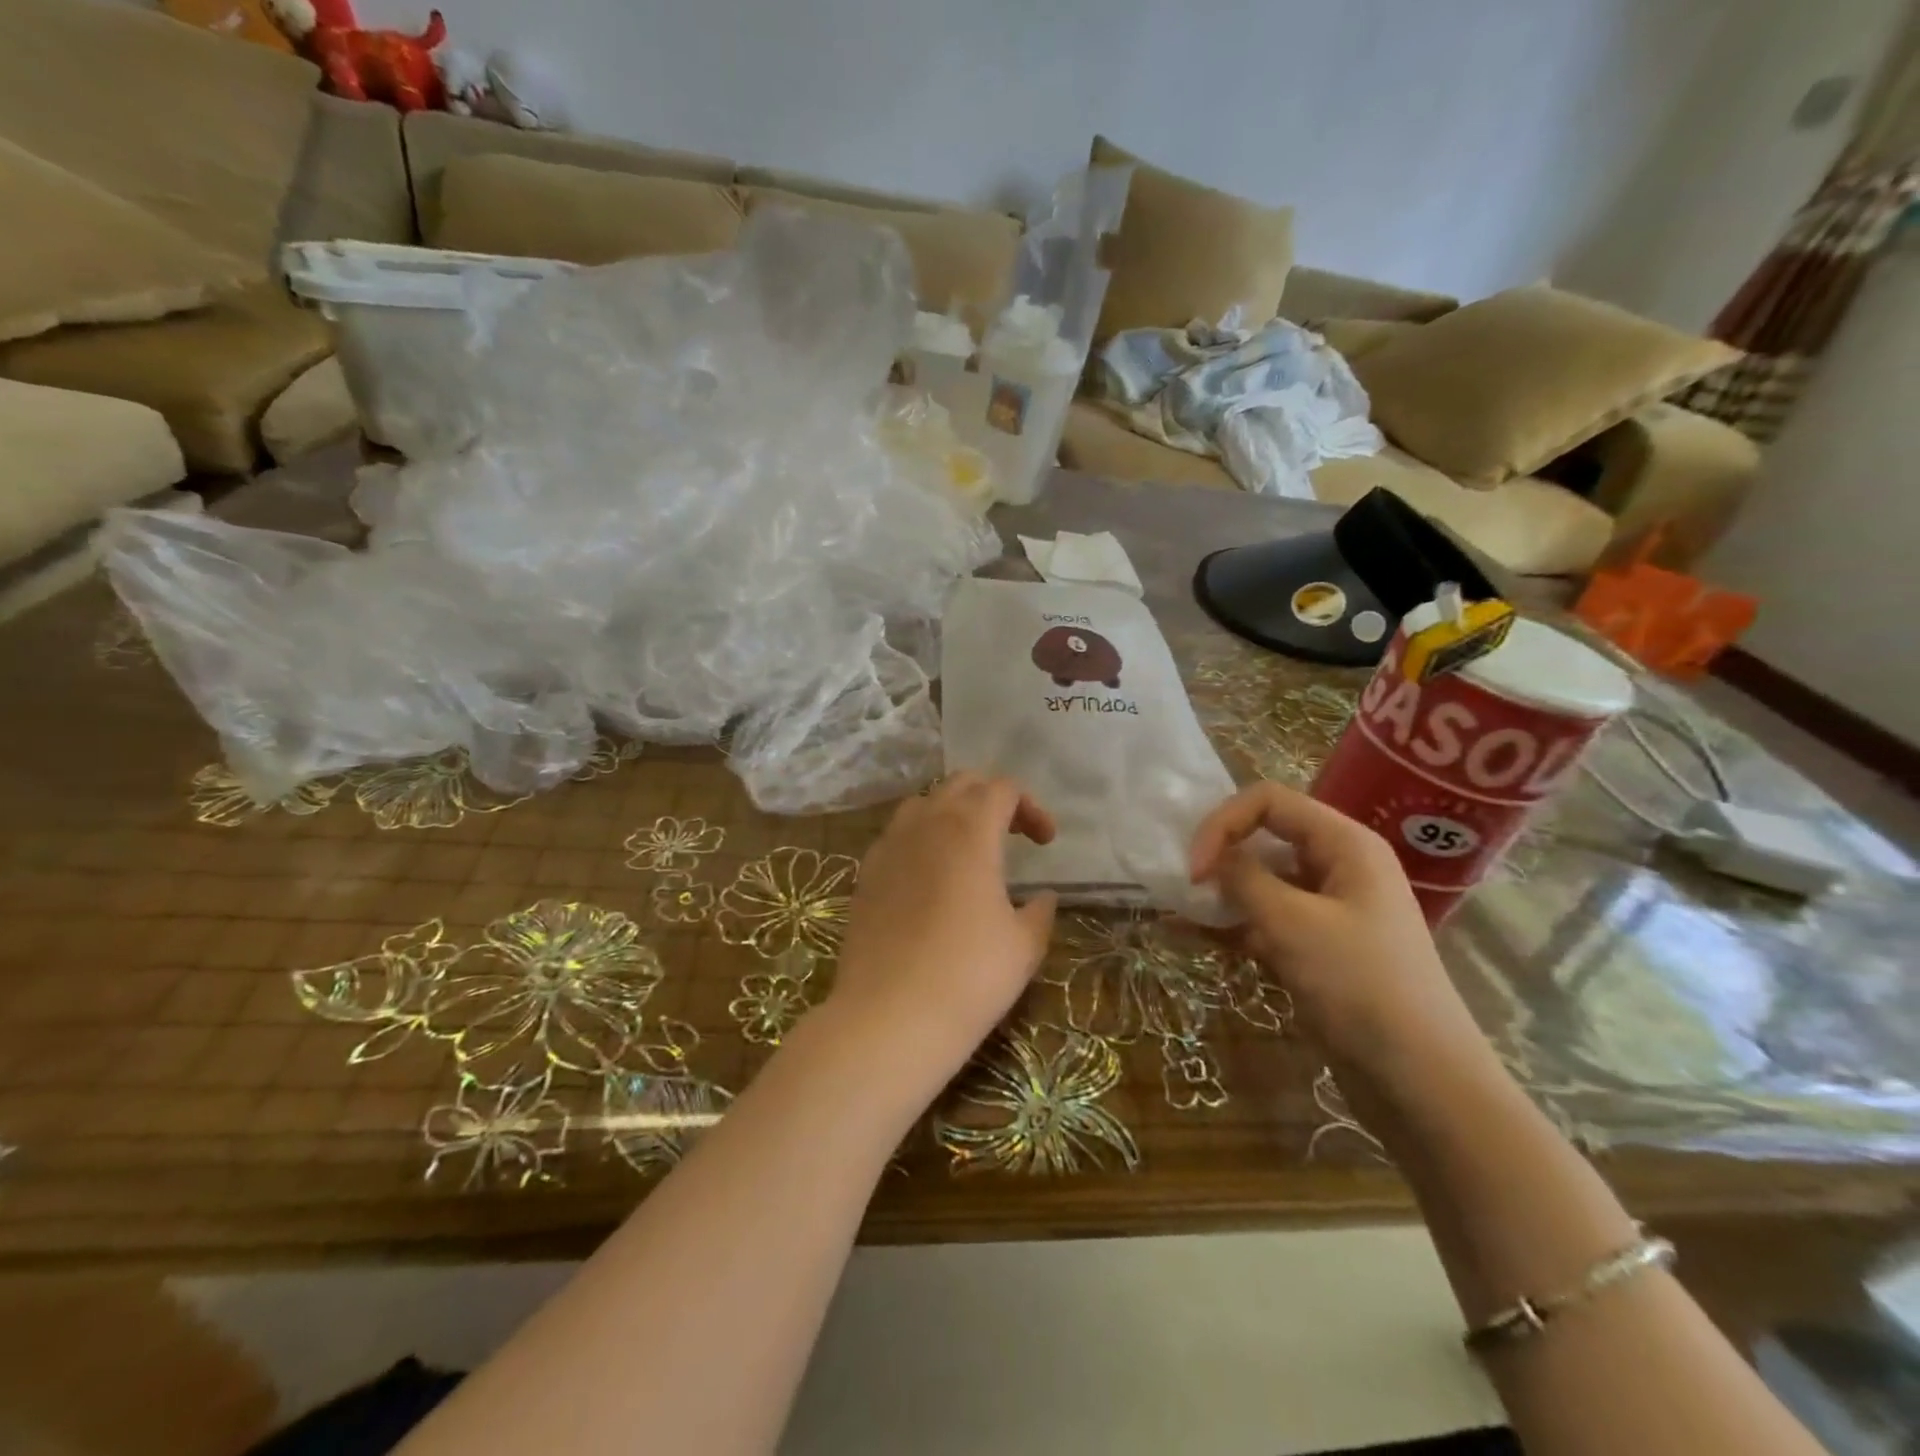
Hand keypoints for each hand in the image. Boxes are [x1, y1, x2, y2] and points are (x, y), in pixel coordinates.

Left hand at [828, 773, 1058, 1074]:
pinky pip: (896, 835)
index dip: (1031, 807)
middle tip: (1012, 834)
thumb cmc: (969, 975)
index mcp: (970, 829)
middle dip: (992, 798)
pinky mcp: (866, 873)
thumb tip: (1042, 897)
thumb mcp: (1023, 945)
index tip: (1046, 843)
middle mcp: (926, 824)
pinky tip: (929, 877)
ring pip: (923, 804)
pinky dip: (920, 839)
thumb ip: (1039, 912)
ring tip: (969, 849)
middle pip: (961, 784)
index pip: (1002, 789)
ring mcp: (888, 846)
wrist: (889, 1016)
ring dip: (952, 813)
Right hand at [1189, 782, 1491, 1079]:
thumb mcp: (1292, 924)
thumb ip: (1244, 879)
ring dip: (1220, 893)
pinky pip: (1267, 921)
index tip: (1193, 869)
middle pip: (1265, 836)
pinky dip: (1233, 925)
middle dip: (1219, 854)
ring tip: (1176, 912)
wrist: (1420, 1080)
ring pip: (1262, 882)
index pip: (1269, 801)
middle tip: (1182, 886)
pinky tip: (1193, 937)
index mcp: (1345, 843)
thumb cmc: (1360, 985)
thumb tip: (1212, 859)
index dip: (1223, 824)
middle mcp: (1338, 866)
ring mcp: (1329, 908)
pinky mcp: (1318, 947)